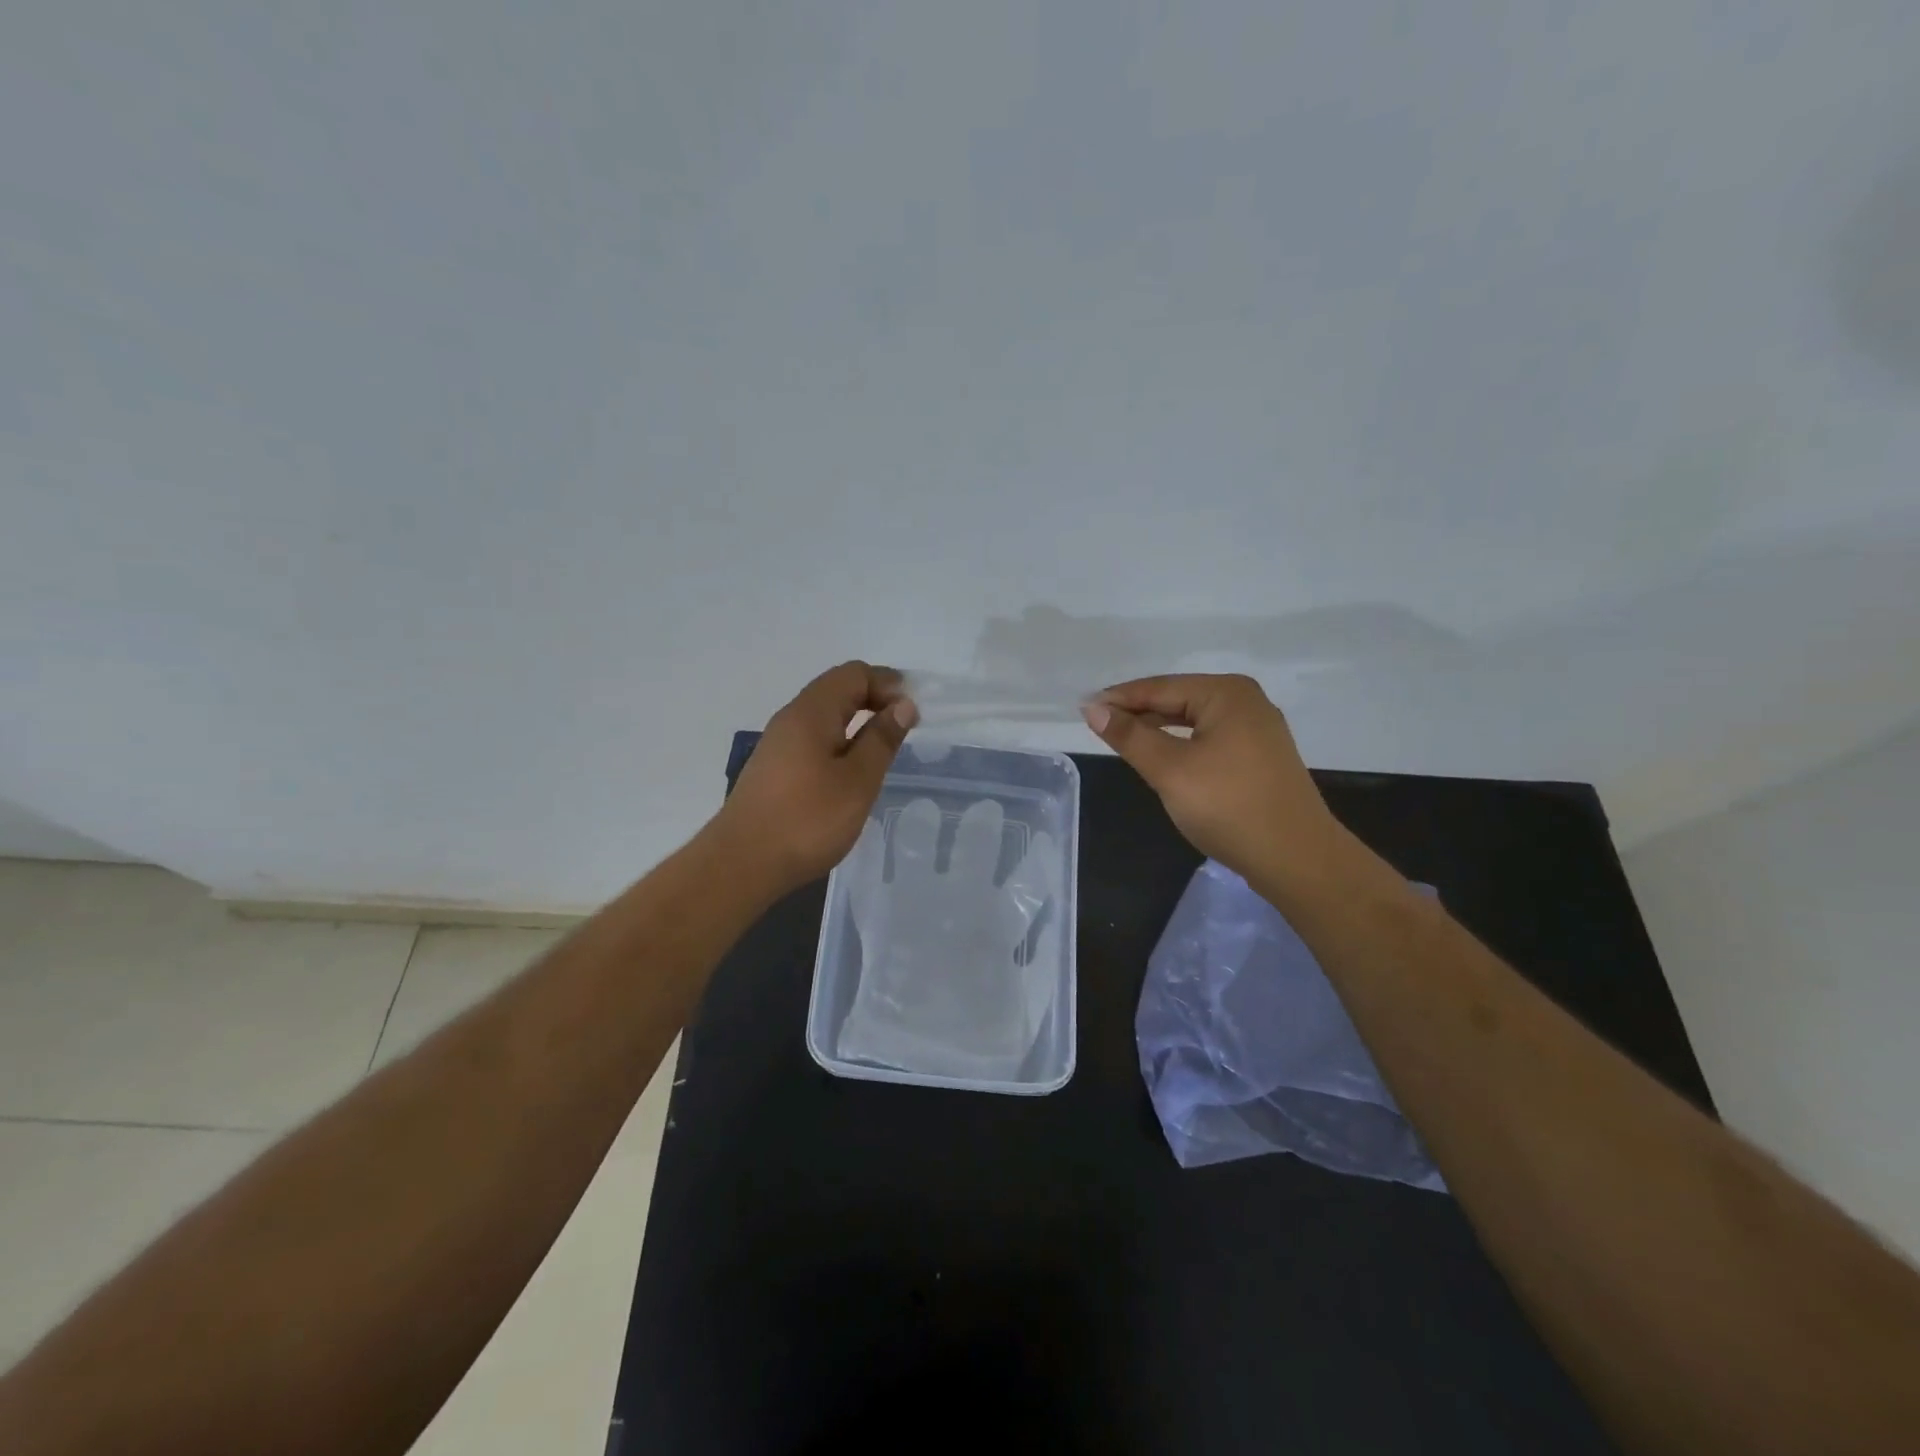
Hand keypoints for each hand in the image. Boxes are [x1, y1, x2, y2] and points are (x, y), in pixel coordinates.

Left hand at [714, 661, 919, 893]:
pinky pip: (813, 739)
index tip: (912, 713)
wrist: (741, 864)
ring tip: (882, 750)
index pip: (854, 673)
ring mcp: (778, 744)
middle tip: (904, 728)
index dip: (887, 684)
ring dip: (857, 722)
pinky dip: (840, 742)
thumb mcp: (858, 780)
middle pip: (837, 689)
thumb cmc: (807, 820)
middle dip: (874, 699)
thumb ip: (882, 739)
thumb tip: (902, 704)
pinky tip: (850, 772)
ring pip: (824, 716)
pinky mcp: (774, 768)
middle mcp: (791, 718)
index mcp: (812, 712)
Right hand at [1081, 673, 1343, 889]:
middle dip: (1138, 711)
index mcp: (1226, 694)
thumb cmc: (1228, 806)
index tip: (1083, 708)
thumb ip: (1130, 736)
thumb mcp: (1169, 769)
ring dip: (1158, 728)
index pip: (1160, 687)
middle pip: (1178, 699)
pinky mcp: (1260, 756)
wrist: (1296, 858)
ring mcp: (1257, 730)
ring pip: (1193, 720)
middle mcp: (1246, 702)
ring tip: (1123, 739)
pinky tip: (1163, 757)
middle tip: (1098, 724)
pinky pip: (1209, 738)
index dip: (1119, 698)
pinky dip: (1181, 743)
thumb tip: (1093, 708)